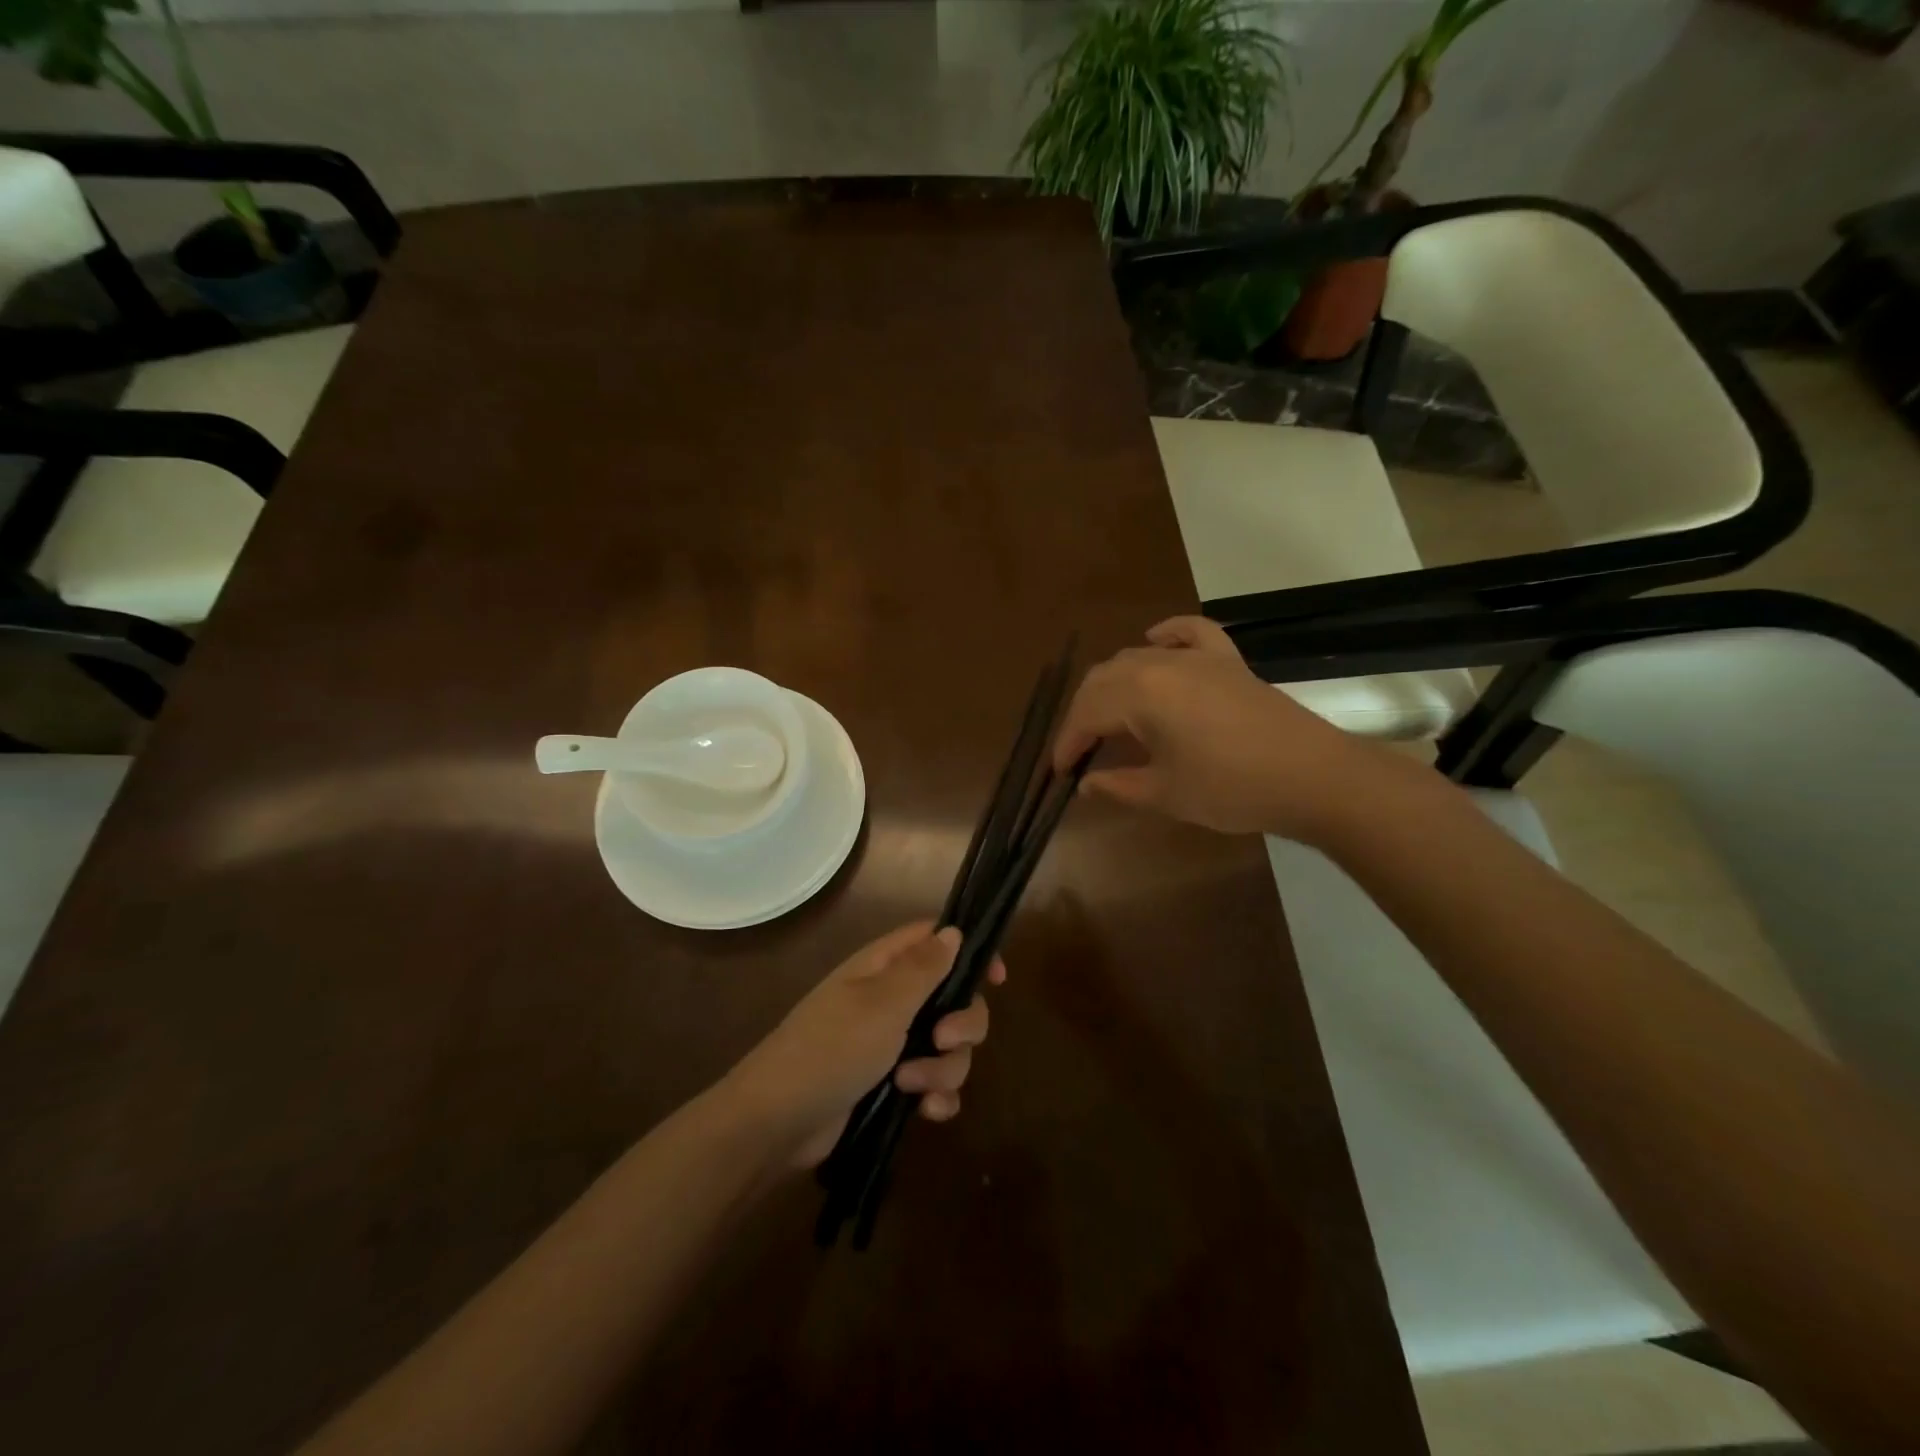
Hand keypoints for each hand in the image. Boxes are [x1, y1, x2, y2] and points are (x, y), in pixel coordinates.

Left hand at [721, 923, 1003, 1169]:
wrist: (778, 1123)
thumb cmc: (831, 1048)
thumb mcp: (883, 1004)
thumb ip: (924, 968)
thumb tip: (953, 930)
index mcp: (884, 968)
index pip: (936, 941)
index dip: (970, 952)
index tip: (997, 979)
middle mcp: (892, 1000)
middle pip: (955, 998)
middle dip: (962, 1024)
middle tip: (941, 1041)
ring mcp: (892, 1044)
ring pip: (949, 1047)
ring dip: (943, 1069)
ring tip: (910, 1087)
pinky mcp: (891, 1086)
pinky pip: (935, 1084)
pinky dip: (937, 1096)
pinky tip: (927, 1113)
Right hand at [1052, 615, 1388, 839]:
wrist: (1312, 777)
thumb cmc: (1231, 789)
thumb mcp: (1165, 793)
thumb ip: (1118, 785)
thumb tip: (1086, 783)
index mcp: (1140, 694)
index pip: (1087, 713)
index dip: (1068, 742)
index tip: (1059, 770)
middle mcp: (1160, 664)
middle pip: (1104, 679)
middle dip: (1084, 713)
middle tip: (1080, 749)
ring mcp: (1198, 657)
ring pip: (1137, 656)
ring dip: (1113, 684)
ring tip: (1109, 716)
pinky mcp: (1227, 660)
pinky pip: (1190, 633)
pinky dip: (1168, 635)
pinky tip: (1156, 640)